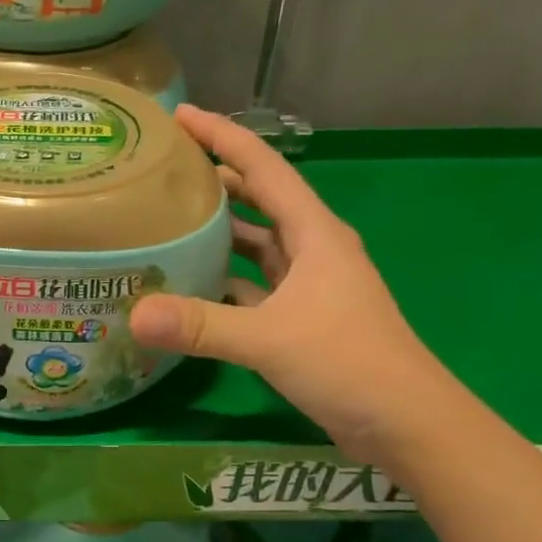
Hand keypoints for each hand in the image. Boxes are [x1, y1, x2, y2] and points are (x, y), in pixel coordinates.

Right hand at [129, 106, 456, 463]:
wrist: (408, 423)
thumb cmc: (349, 363)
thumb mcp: (270, 339)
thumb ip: (201, 325)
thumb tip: (134, 314)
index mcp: (314, 233)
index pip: (263, 167)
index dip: (223, 136)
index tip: (179, 117)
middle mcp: (312, 249)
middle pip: (259, 199)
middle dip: (216, 178)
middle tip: (163, 170)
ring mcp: (308, 285)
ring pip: (256, 244)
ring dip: (219, 231)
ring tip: (167, 222)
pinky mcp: (301, 318)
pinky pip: (255, 285)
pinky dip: (225, 280)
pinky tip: (191, 287)